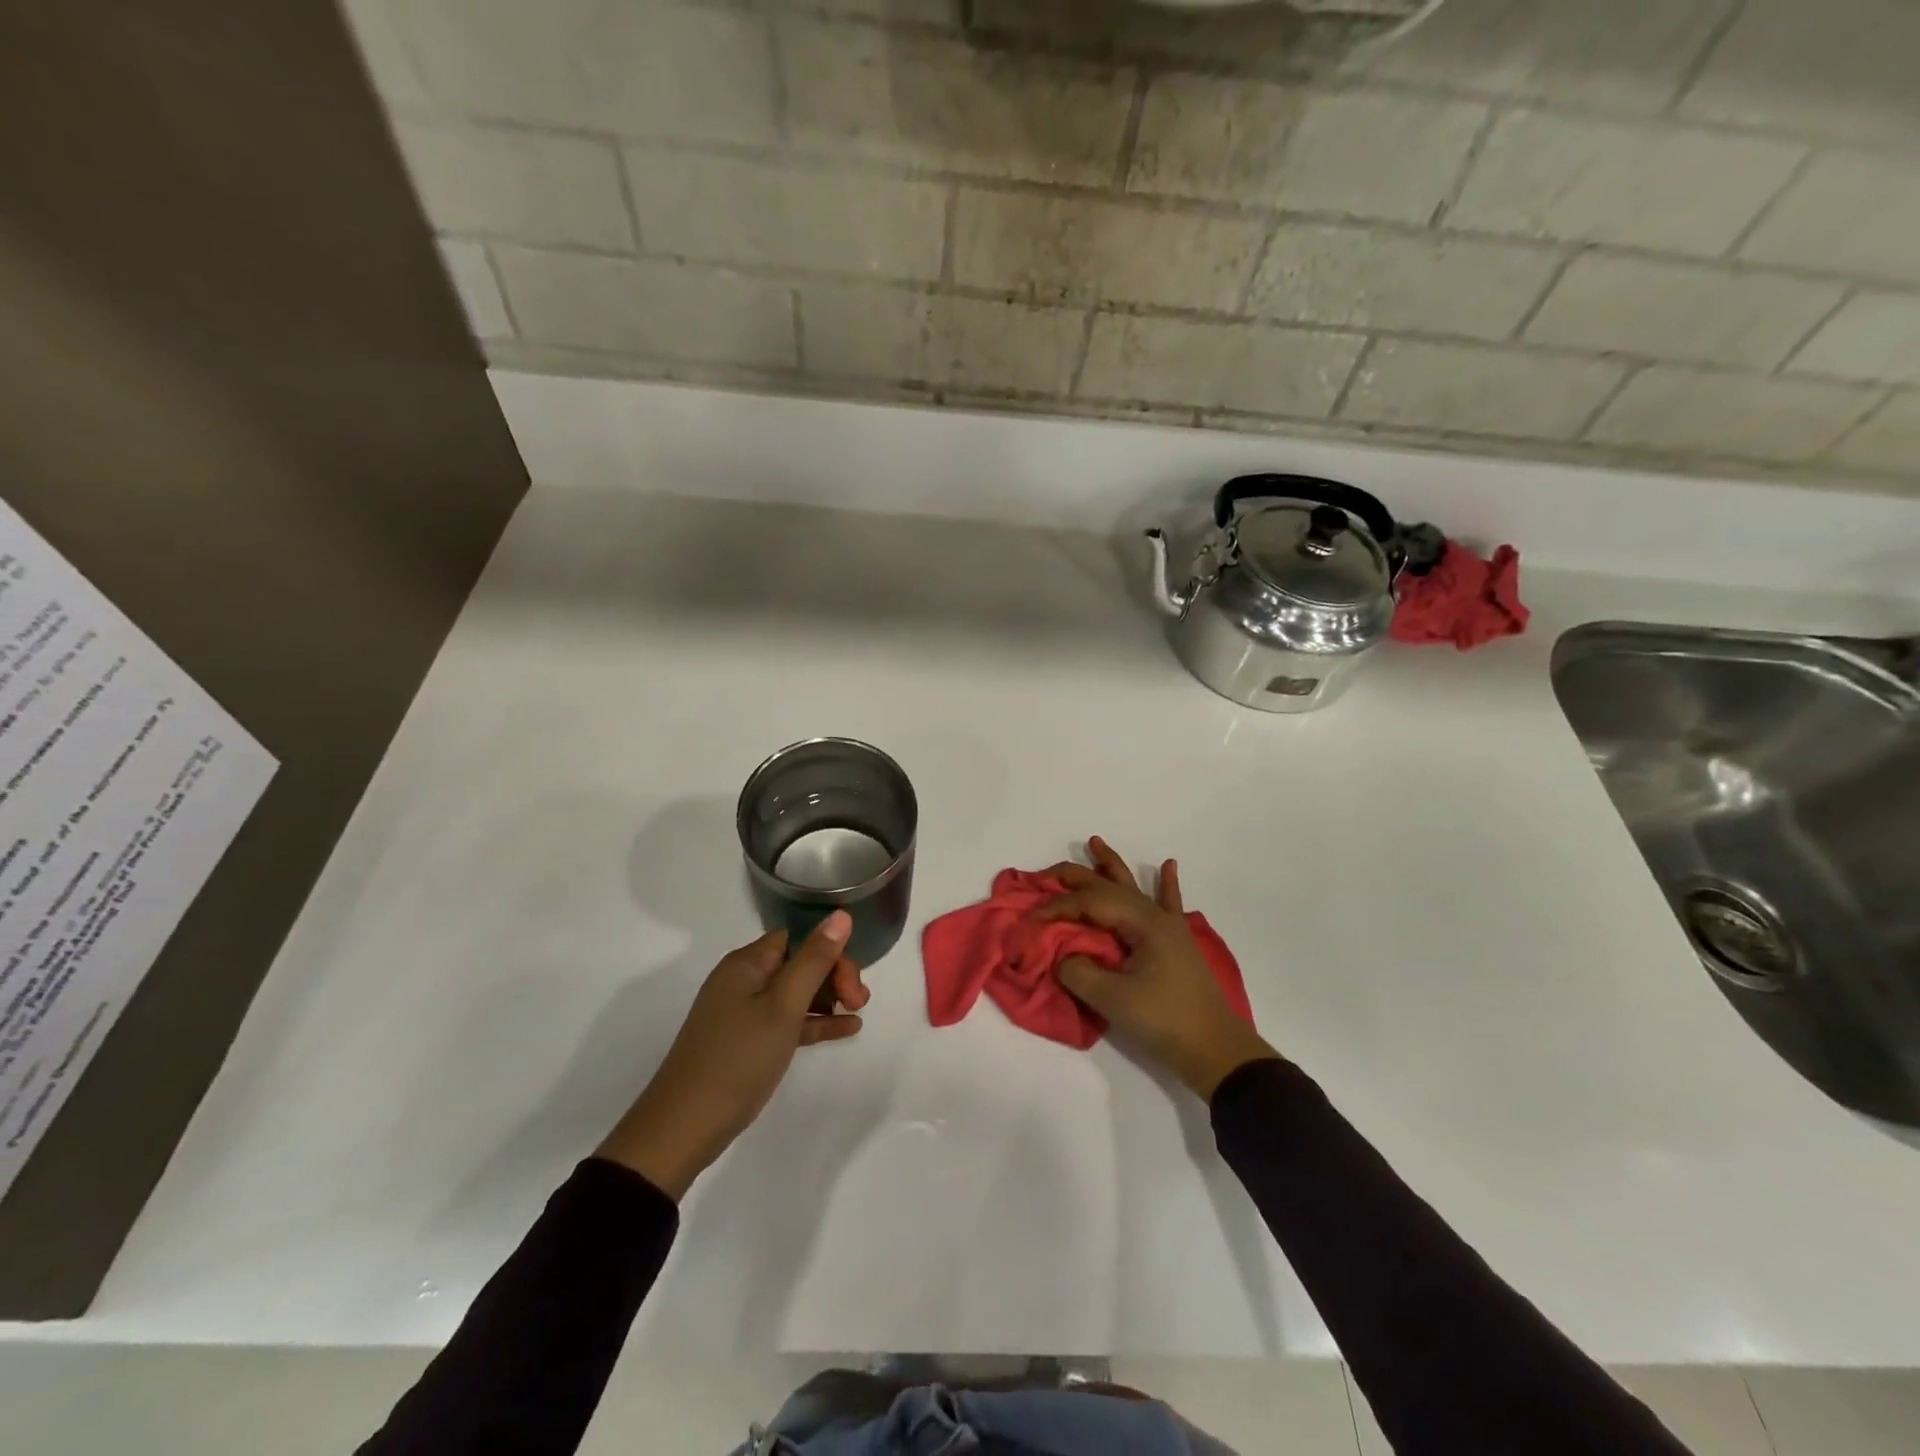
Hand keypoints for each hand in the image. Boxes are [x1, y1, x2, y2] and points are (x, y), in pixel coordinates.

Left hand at [596, 910, 869, 1199]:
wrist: (683, 1129)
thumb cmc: (737, 1059)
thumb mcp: (782, 1007)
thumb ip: (814, 960)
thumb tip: (840, 914)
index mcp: (747, 964)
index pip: (798, 937)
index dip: (830, 951)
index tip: (852, 980)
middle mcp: (743, 980)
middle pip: (799, 962)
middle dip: (833, 975)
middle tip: (859, 1001)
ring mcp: (743, 1012)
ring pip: (795, 992)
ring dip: (828, 998)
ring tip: (858, 1013)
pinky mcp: (746, 1042)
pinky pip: (787, 1021)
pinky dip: (814, 1022)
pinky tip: (847, 1029)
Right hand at [1039, 837, 1278, 1099]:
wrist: (1216, 1050)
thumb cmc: (1164, 1021)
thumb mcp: (1113, 999)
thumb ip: (1078, 972)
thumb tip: (1062, 957)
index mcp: (1141, 923)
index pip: (1089, 902)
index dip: (1057, 907)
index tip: (1030, 920)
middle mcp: (1155, 916)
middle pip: (1108, 886)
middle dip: (1075, 876)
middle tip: (1044, 873)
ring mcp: (1169, 928)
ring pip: (1133, 887)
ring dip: (1111, 865)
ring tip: (1095, 842)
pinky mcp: (1176, 944)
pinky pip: (1169, 904)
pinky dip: (1166, 883)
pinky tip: (1168, 865)